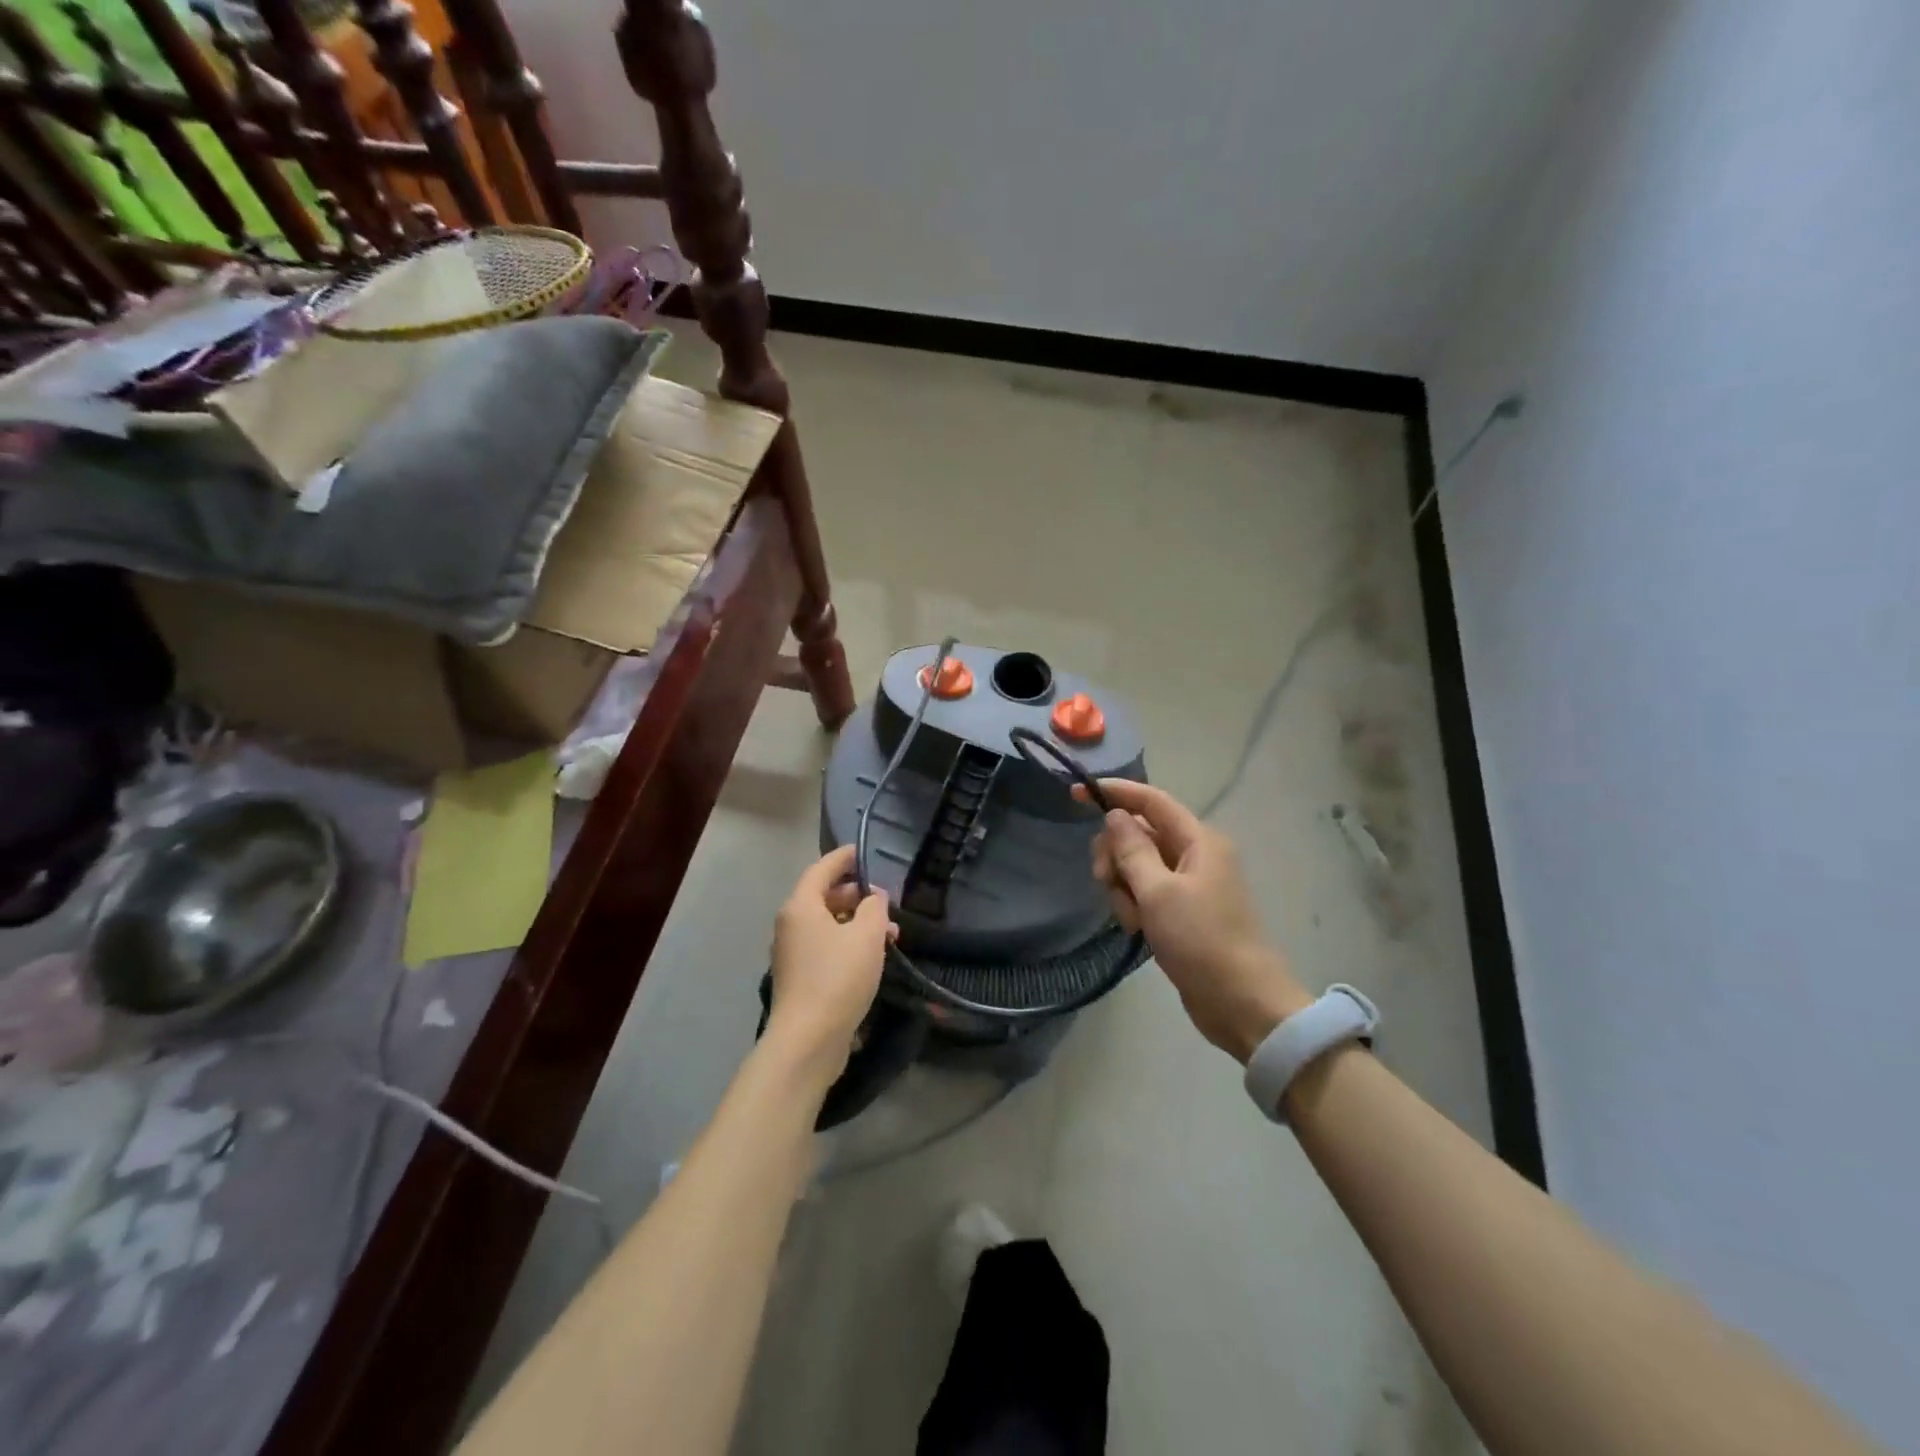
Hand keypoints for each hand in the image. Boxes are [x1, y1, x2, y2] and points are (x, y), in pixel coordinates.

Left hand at [767, 846, 894, 1073]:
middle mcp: (791, 925)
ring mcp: (793, 953)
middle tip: (886, 901)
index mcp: (801, 906)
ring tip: (890, 934)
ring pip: (828, 924)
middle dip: (857, 895)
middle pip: (824, 897)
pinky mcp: (801, 978)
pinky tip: (873, 956)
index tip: (864, 851)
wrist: (808, 1040)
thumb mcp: (867, 936)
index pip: (822, 869)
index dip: (844, 858)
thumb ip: (874, 908)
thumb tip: (873, 899)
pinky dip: (849, 943)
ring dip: (857, 922)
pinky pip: (826, 947)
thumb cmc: (838, 978)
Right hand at [1079, 780, 1311, 1061]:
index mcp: (1198, 840)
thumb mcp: (1158, 892)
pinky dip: (1134, 905)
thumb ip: (1132, 849)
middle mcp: (1195, 855)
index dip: (1114, 792)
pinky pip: (1146, 893)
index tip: (1075, 794)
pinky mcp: (1182, 911)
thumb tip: (1115, 815)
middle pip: (1139, 834)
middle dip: (1115, 854)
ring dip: (1123, 887)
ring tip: (1133, 919)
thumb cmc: (1201, 941)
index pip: (1150, 801)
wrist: (1241, 1003)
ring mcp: (1189, 884)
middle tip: (1106, 882)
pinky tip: (1137, 929)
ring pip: (1137, 866)